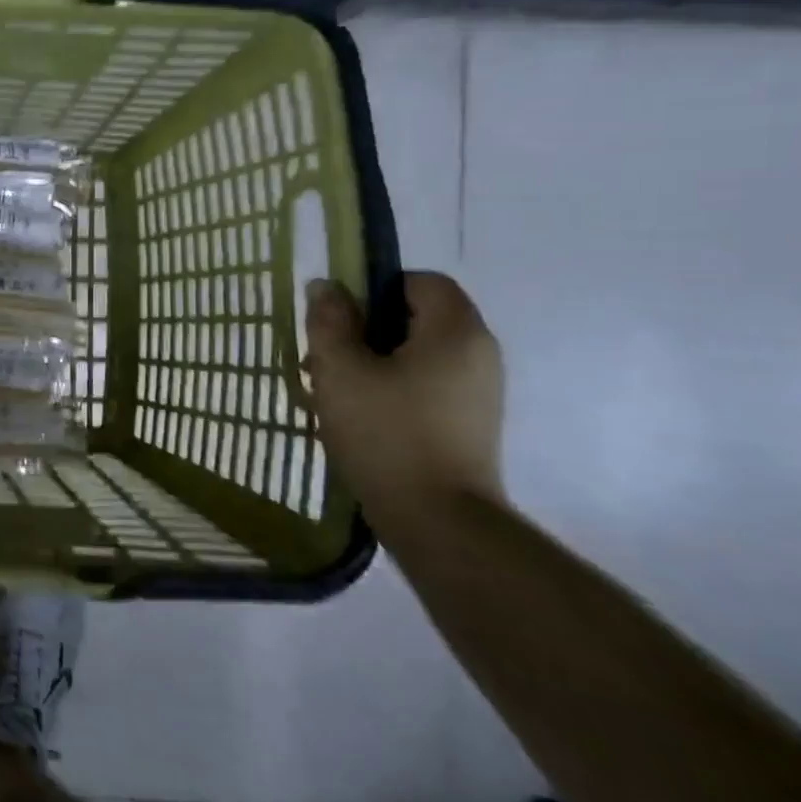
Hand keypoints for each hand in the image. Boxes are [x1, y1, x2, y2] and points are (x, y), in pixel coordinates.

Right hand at [304, 271, 506, 522]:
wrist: (437, 520)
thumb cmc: (385, 432)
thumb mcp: (339, 369)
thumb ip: (329, 321)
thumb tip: (327, 287)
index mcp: (455, 332)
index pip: (420, 281)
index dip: (375, 287)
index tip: (337, 315)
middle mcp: (477, 355)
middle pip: (415, 318)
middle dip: (363, 329)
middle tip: (323, 355)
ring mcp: (476, 392)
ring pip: (414, 354)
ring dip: (369, 362)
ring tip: (329, 390)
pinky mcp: (466, 424)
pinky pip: (422, 386)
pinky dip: (387, 388)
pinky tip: (352, 415)